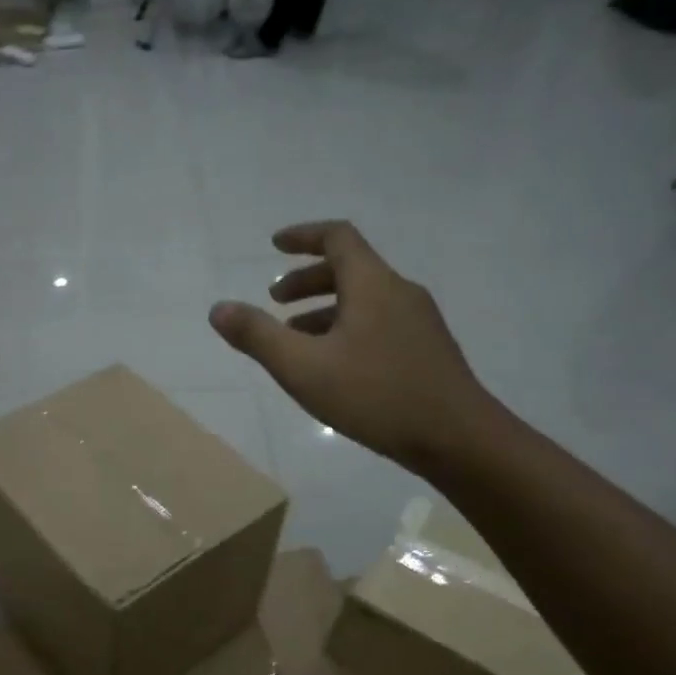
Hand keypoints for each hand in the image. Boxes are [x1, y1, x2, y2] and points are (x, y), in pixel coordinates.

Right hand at [209, 221, 498, 472]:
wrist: (458, 438)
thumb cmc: (375, 395)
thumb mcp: (303, 367)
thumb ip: (257, 336)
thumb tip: (218, 309)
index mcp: (372, 284)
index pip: (337, 237)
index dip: (303, 236)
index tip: (274, 245)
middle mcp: (399, 292)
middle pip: (349, 269)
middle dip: (306, 281)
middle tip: (274, 302)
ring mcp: (418, 321)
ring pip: (363, 300)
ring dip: (324, 310)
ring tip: (294, 340)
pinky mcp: (426, 350)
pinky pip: (378, 323)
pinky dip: (346, 329)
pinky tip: (333, 367)